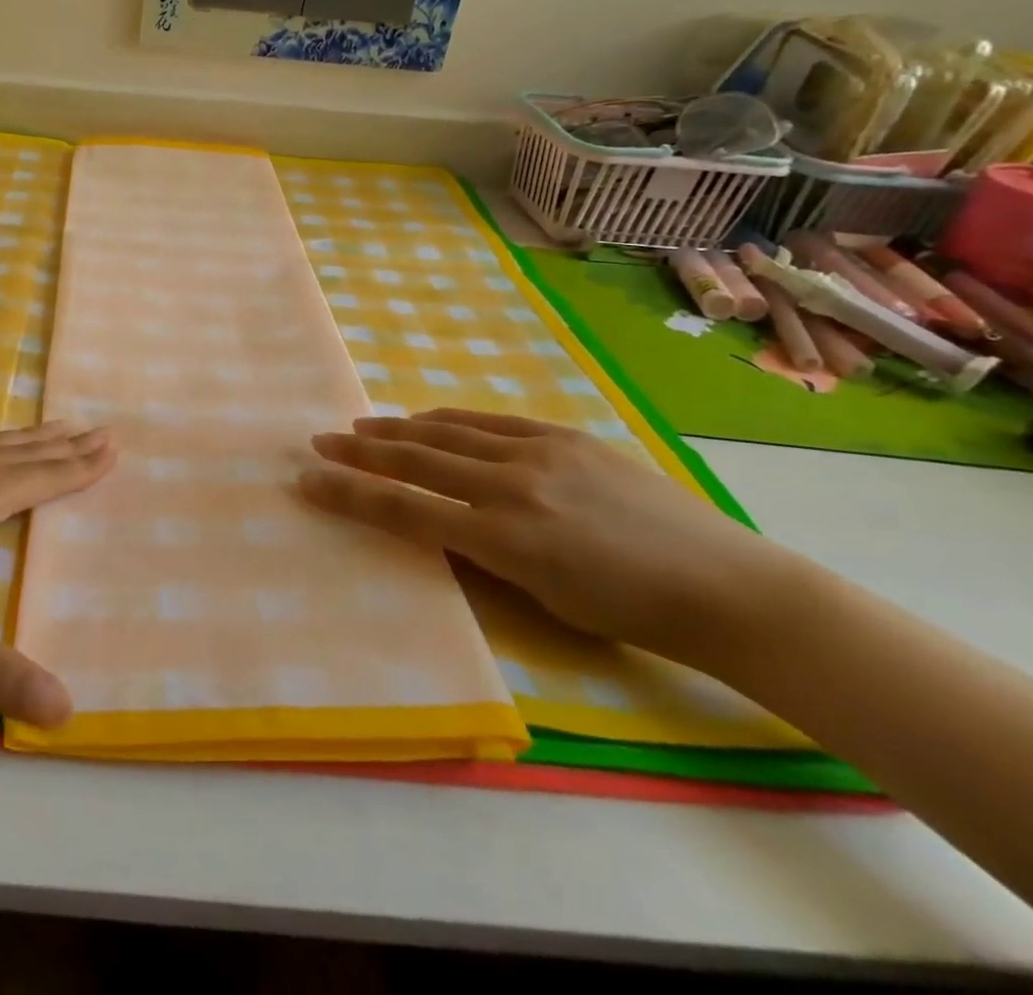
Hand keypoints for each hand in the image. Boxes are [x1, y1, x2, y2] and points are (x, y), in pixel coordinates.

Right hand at [300, 408, 788, 662]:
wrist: (725, 586)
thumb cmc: (630, 614)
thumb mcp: (542, 600)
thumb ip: (483, 556)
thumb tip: (440, 524)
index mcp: (504, 540)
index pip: (404, 510)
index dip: (349, 495)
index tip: (307, 480)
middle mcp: (511, 487)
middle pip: (415, 460)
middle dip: (360, 452)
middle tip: (320, 441)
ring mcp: (539, 453)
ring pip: (447, 433)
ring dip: (397, 429)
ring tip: (360, 427)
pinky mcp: (564, 435)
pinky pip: (489, 421)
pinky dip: (448, 420)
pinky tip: (426, 419)